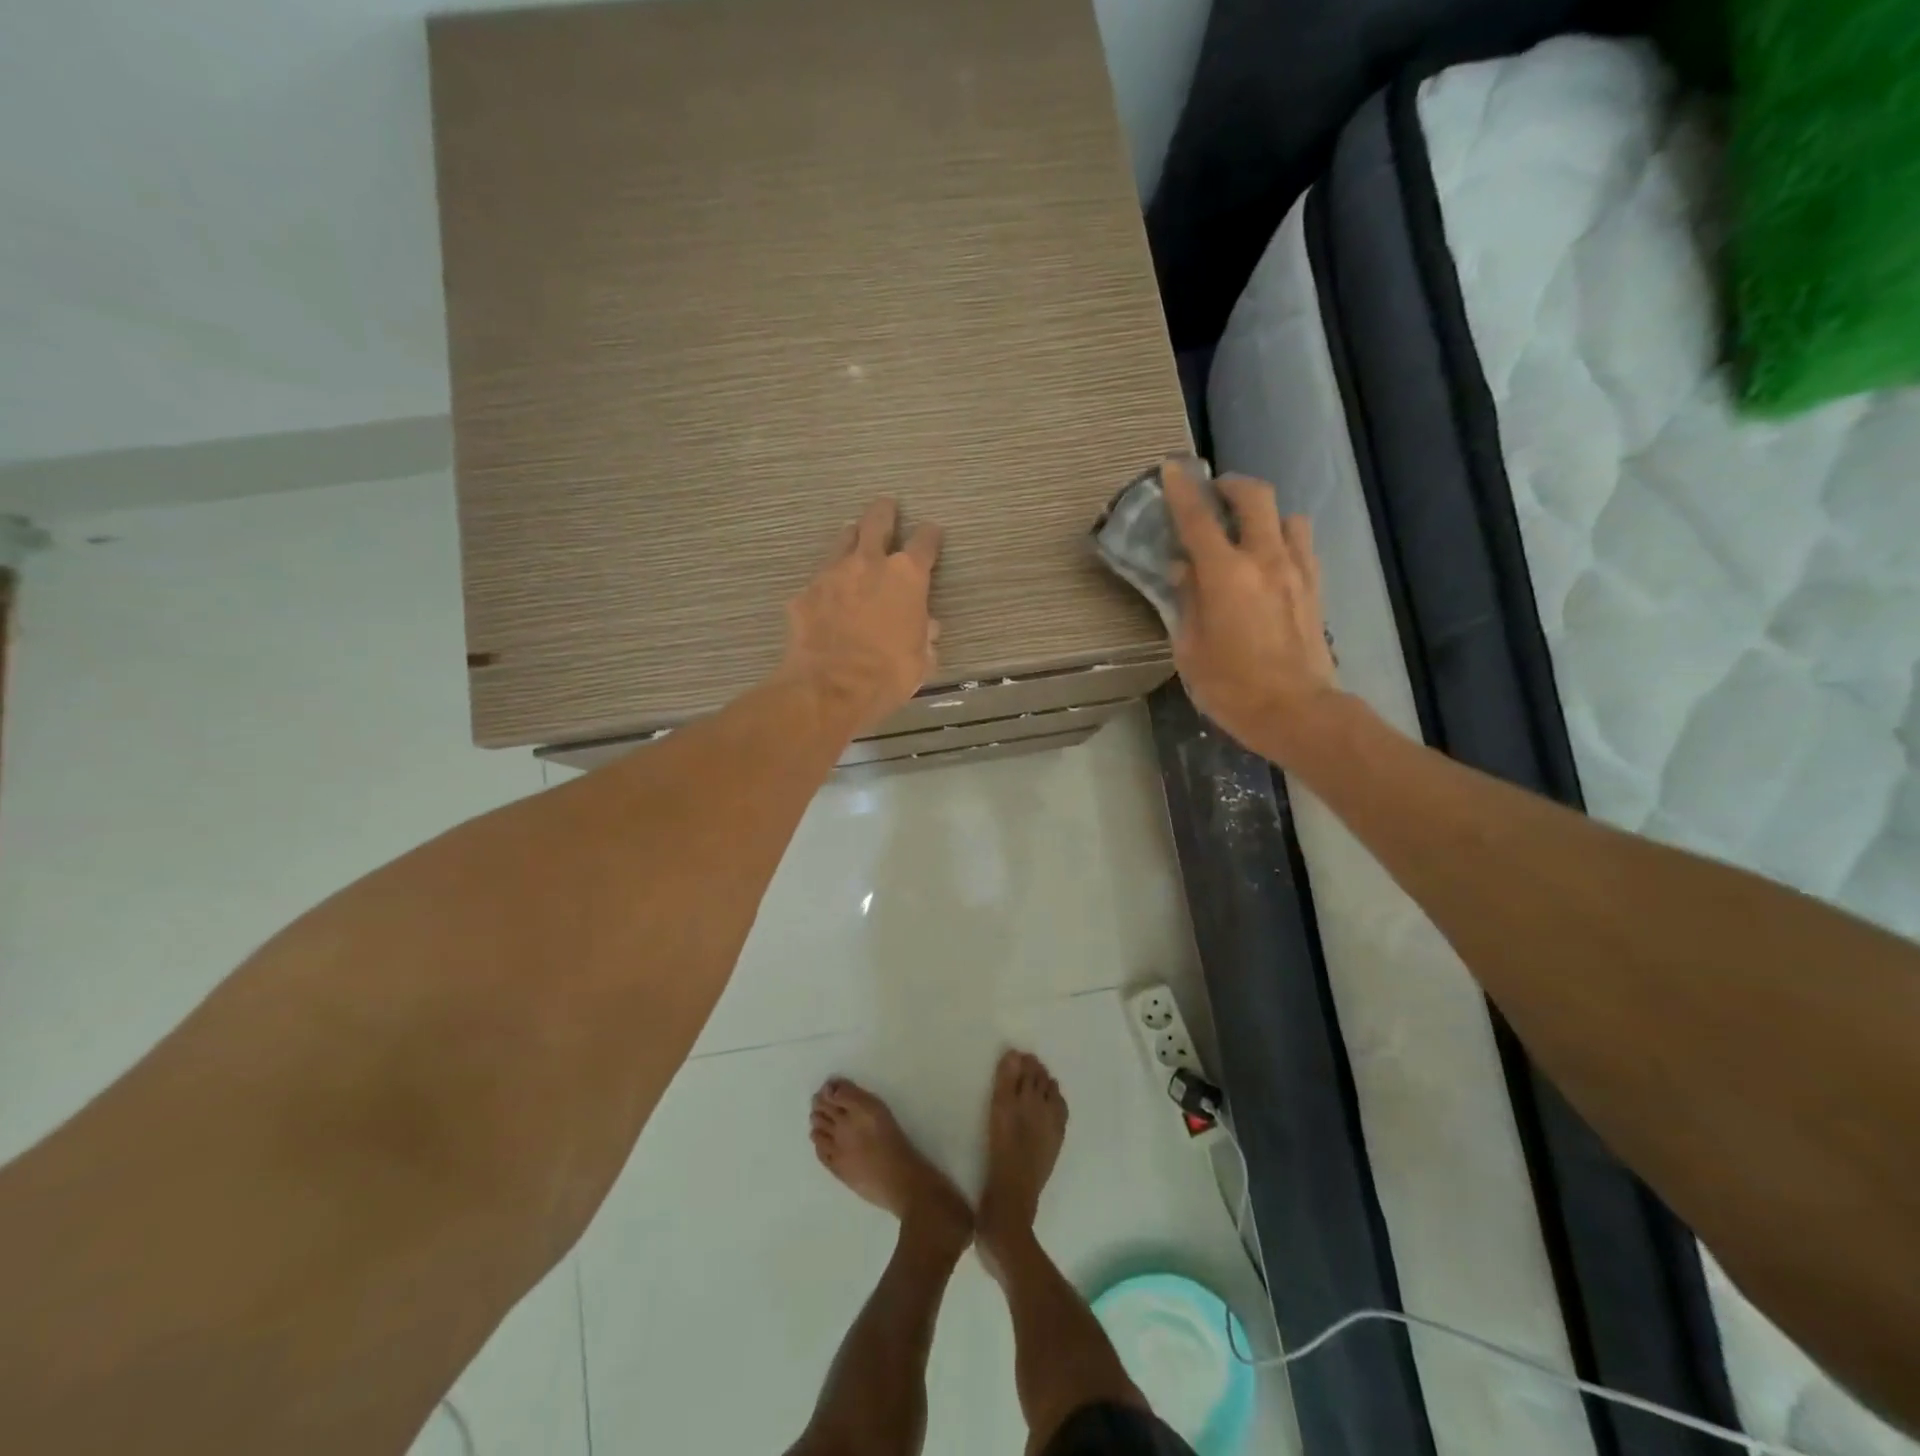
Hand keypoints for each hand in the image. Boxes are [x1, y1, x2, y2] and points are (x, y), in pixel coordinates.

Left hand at [779, 498, 943, 734]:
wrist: (831, 688)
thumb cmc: (888, 675)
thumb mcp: (921, 660)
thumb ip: (925, 636)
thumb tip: (926, 627)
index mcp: (907, 577)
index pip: (924, 543)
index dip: (930, 536)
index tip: (932, 533)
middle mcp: (870, 564)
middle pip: (877, 521)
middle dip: (885, 512)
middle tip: (887, 506)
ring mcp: (832, 574)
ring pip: (844, 540)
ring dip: (852, 537)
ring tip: (854, 538)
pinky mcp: (805, 593)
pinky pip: (819, 579)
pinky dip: (827, 583)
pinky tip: (827, 594)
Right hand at [1164, 460, 1338, 764]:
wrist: (1296, 711)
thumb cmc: (1231, 687)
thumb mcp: (1190, 649)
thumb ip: (1186, 601)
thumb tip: (1184, 568)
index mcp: (1225, 575)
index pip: (1198, 519)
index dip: (1182, 491)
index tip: (1171, 468)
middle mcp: (1264, 560)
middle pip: (1255, 497)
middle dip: (1232, 485)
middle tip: (1214, 493)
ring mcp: (1297, 571)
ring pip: (1287, 516)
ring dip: (1264, 514)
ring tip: (1246, 530)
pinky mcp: (1315, 587)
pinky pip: (1302, 544)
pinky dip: (1284, 538)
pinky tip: (1270, 559)